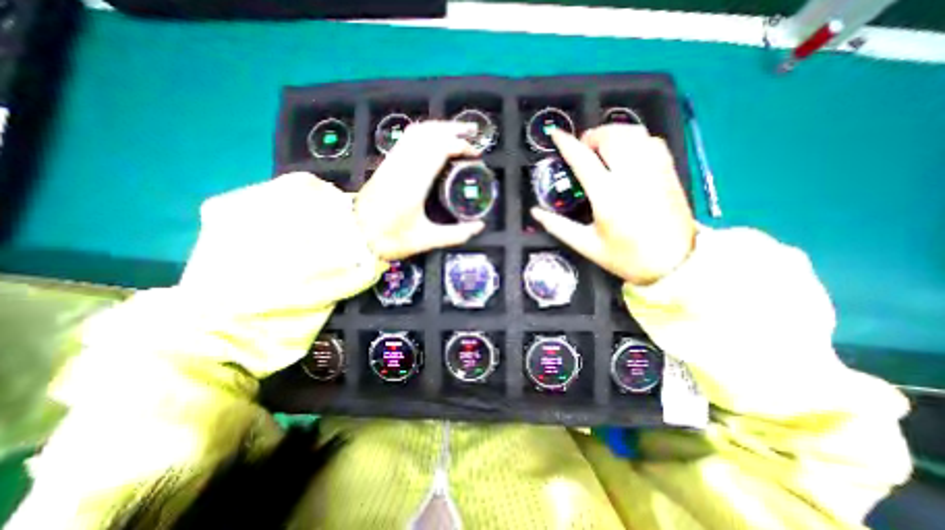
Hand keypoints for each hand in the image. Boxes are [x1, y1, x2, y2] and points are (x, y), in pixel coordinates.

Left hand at [357, 120, 486, 260]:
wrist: (354, 235)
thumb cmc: (390, 239)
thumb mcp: (426, 240)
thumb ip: (455, 234)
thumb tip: (479, 226)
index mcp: (414, 184)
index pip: (439, 149)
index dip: (460, 146)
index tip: (475, 154)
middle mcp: (402, 166)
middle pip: (429, 133)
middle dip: (453, 129)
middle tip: (472, 132)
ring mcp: (392, 162)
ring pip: (416, 132)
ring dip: (439, 127)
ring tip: (457, 131)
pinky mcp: (386, 164)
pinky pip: (406, 139)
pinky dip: (424, 133)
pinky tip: (433, 139)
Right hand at [530, 125, 690, 285]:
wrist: (675, 264)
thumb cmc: (626, 257)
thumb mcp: (586, 246)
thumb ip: (558, 226)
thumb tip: (535, 212)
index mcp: (607, 196)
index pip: (583, 160)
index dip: (566, 143)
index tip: (555, 133)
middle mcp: (631, 177)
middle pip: (611, 138)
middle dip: (592, 135)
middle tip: (582, 147)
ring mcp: (653, 171)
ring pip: (633, 134)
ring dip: (613, 133)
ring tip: (602, 145)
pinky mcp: (668, 172)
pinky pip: (652, 141)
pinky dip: (635, 138)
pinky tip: (627, 150)